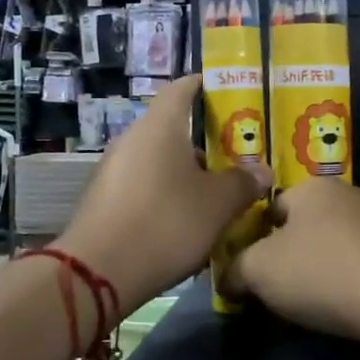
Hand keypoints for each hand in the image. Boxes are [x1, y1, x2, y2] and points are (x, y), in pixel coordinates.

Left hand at [57, 74, 270, 313]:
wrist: (97, 272)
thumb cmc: (166, 223)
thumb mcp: (217, 205)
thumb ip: (242, 183)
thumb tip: (261, 171)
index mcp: (160, 126)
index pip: (183, 87)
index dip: (207, 87)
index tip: (232, 96)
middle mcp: (132, 138)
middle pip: (173, 128)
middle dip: (205, 143)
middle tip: (236, 160)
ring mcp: (113, 169)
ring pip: (159, 161)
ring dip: (186, 174)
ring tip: (216, 198)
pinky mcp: (104, 200)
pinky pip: (143, 186)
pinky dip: (165, 195)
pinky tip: (184, 224)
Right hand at [228, 176, 359, 341]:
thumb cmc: (323, 272)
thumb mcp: (259, 270)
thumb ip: (235, 270)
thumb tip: (228, 279)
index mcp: (312, 187)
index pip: (270, 208)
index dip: (254, 241)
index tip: (250, 275)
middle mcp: (349, 197)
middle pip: (304, 230)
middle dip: (289, 261)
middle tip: (277, 297)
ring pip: (335, 252)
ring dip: (321, 278)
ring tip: (313, 312)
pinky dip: (352, 290)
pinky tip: (348, 314)